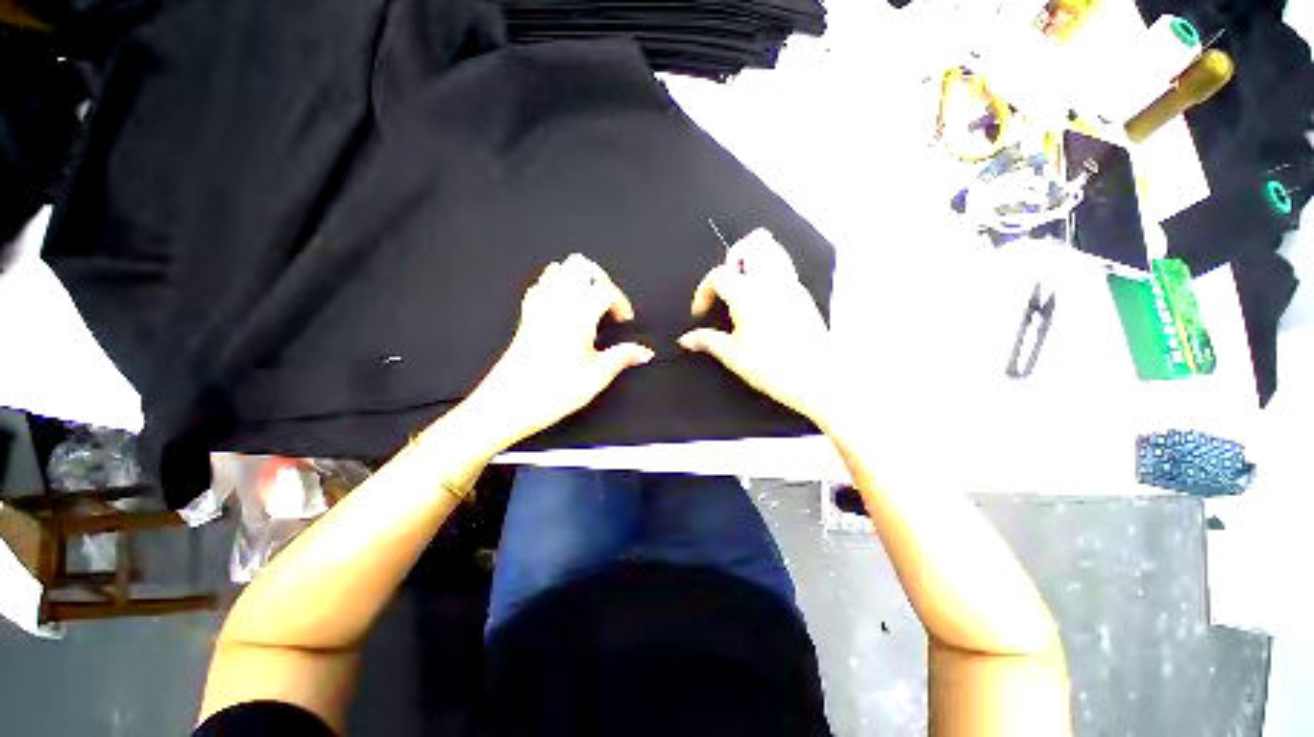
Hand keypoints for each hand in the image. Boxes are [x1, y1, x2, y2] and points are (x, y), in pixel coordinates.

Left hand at [465, 254, 653, 445]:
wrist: (509, 402)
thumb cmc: (555, 390)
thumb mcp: (597, 376)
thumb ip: (622, 357)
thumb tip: (645, 352)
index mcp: (578, 314)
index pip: (605, 290)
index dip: (620, 302)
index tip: (625, 320)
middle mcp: (558, 302)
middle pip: (580, 265)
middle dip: (600, 278)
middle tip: (608, 302)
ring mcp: (538, 305)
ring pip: (558, 269)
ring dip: (578, 278)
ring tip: (589, 302)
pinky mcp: (526, 315)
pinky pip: (541, 284)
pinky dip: (556, 286)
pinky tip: (564, 306)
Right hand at [678, 228, 833, 421]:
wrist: (819, 379)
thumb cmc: (772, 368)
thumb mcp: (733, 356)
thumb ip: (707, 341)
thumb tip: (685, 339)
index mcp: (748, 294)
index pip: (719, 274)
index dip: (703, 291)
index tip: (701, 312)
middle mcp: (771, 281)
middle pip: (753, 243)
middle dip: (733, 257)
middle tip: (726, 284)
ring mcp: (792, 285)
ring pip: (774, 249)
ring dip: (754, 258)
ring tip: (744, 285)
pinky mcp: (804, 295)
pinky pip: (784, 267)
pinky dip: (769, 271)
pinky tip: (763, 299)